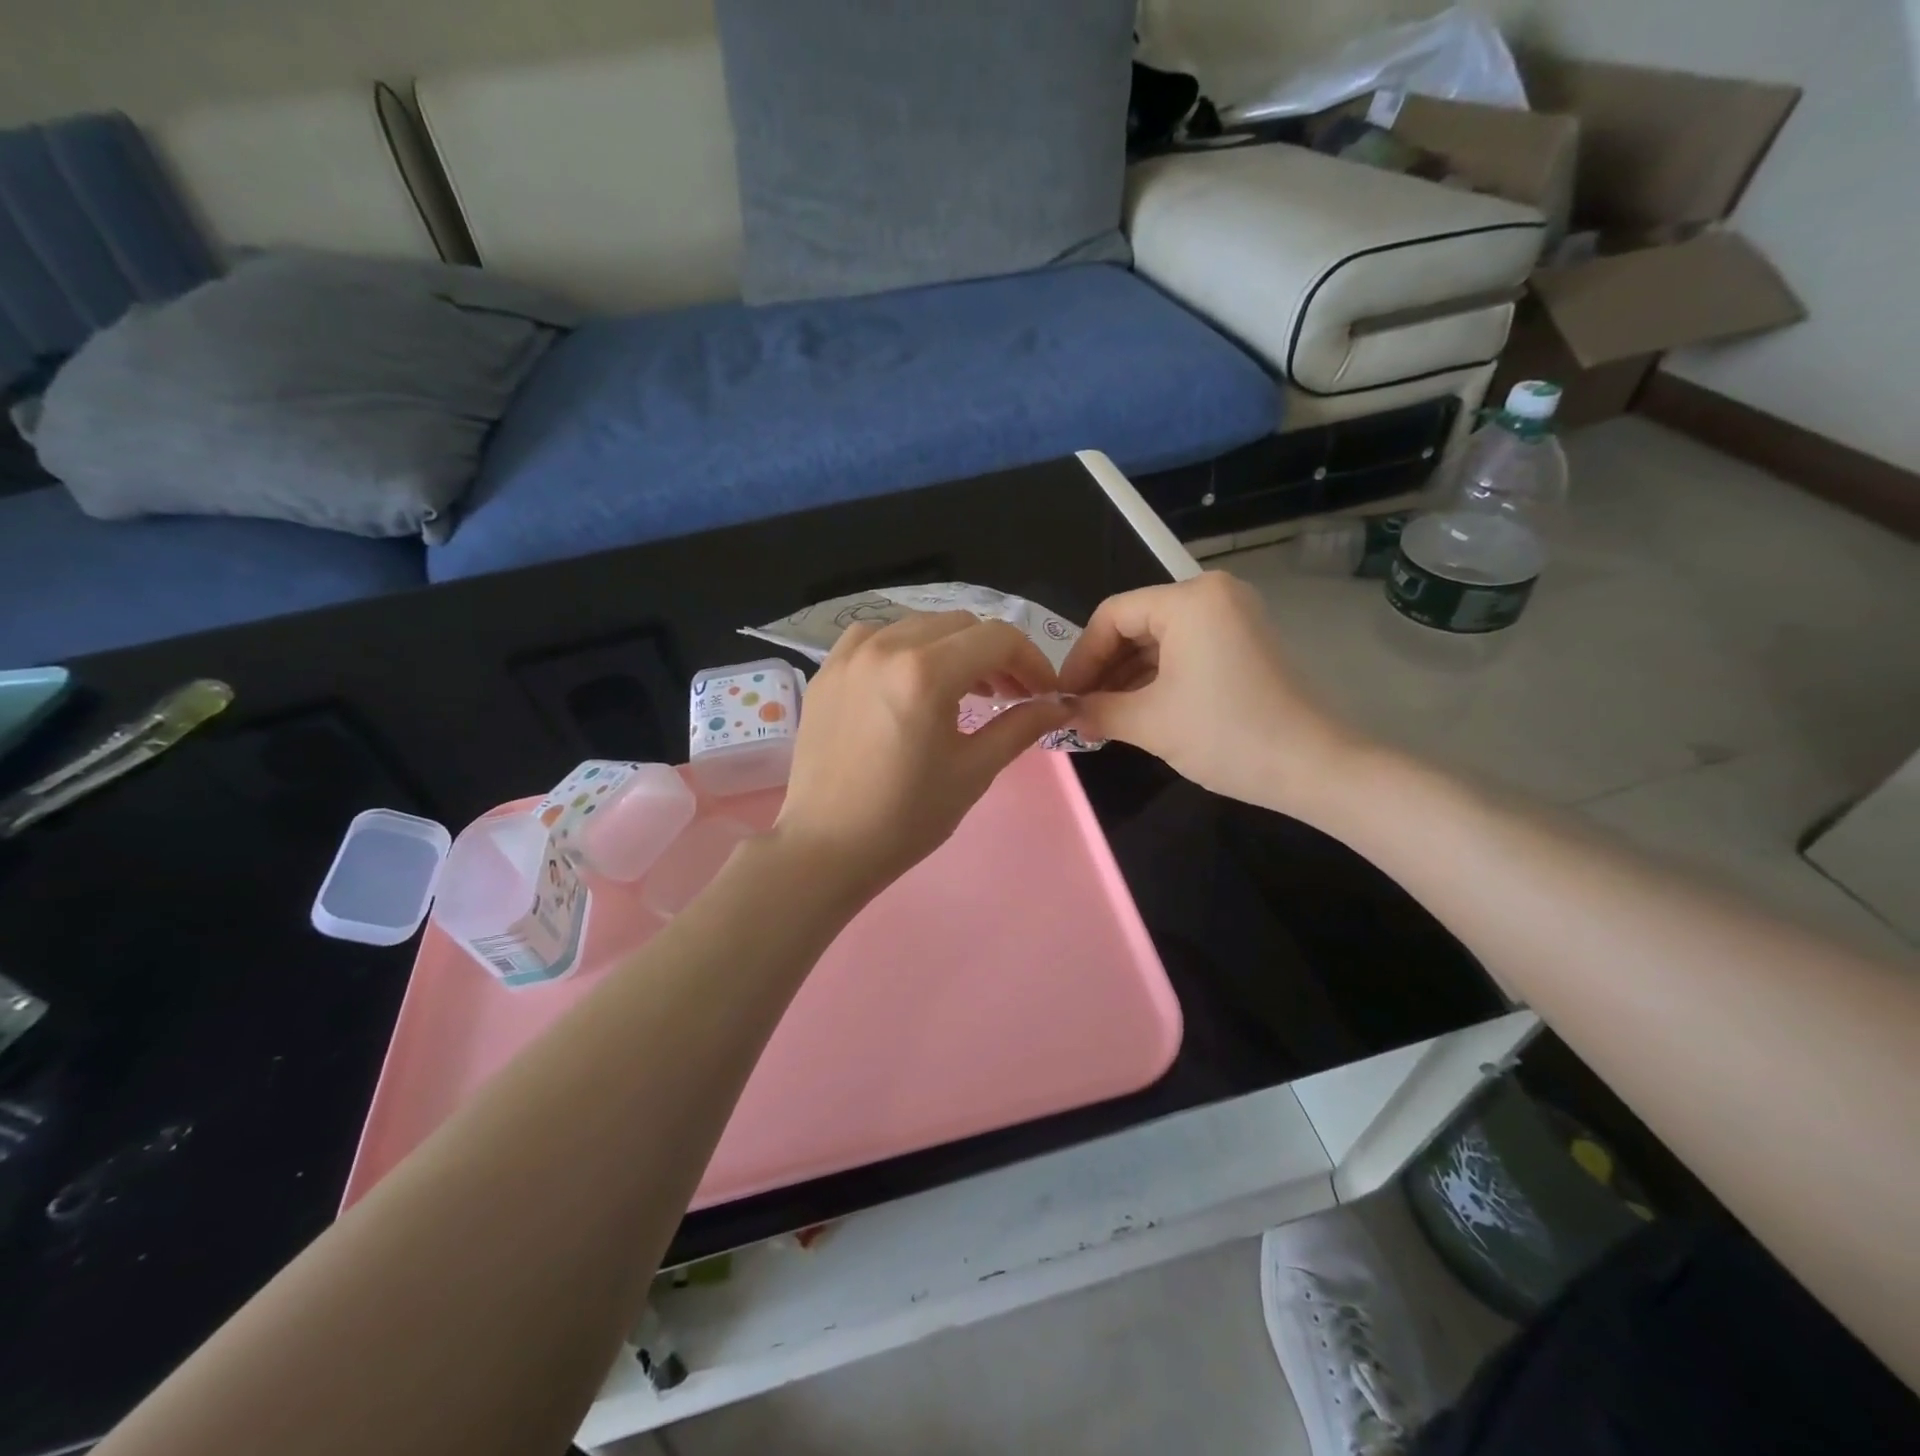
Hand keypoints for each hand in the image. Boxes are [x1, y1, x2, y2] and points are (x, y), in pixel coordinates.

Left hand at [773, 611, 1070, 899]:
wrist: (827, 847)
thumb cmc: (907, 817)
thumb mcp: (974, 771)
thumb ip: (1021, 726)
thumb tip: (1061, 704)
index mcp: (926, 672)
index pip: (998, 639)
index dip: (1032, 661)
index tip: (1043, 693)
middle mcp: (886, 647)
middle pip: (961, 625)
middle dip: (995, 655)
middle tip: (1009, 695)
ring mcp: (849, 655)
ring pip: (919, 625)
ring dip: (952, 648)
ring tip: (964, 689)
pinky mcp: (827, 671)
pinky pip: (876, 637)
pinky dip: (905, 647)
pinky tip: (910, 680)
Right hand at [1058, 573, 1362, 819]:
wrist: (1314, 767)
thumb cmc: (1227, 735)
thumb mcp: (1149, 723)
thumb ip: (1096, 710)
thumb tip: (1062, 713)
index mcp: (1189, 600)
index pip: (1111, 615)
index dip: (1080, 657)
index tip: (1062, 696)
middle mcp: (1212, 595)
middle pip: (1135, 624)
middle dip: (1103, 668)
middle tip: (1079, 707)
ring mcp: (1233, 618)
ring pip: (1159, 640)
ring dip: (1127, 676)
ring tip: (1102, 714)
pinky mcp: (1244, 643)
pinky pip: (1185, 651)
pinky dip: (1157, 678)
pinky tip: (1135, 709)